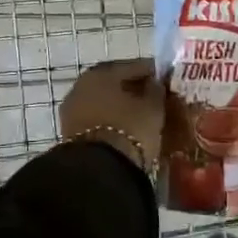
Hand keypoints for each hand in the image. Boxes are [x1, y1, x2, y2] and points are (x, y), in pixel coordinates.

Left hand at [59, 59, 165, 174]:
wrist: (99, 171)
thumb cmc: (129, 130)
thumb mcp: (153, 108)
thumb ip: (156, 90)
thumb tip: (154, 83)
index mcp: (101, 72)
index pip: (132, 66)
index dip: (152, 72)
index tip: (167, 78)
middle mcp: (81, 85)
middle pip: (114, 83)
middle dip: (134, 88)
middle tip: (154, 97)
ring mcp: (72, 110)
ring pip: (103, 102)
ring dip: (120, 106)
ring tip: (142, 116)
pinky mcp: (70, 133)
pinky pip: (96, 119)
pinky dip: (111, 120)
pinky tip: (126, 128)